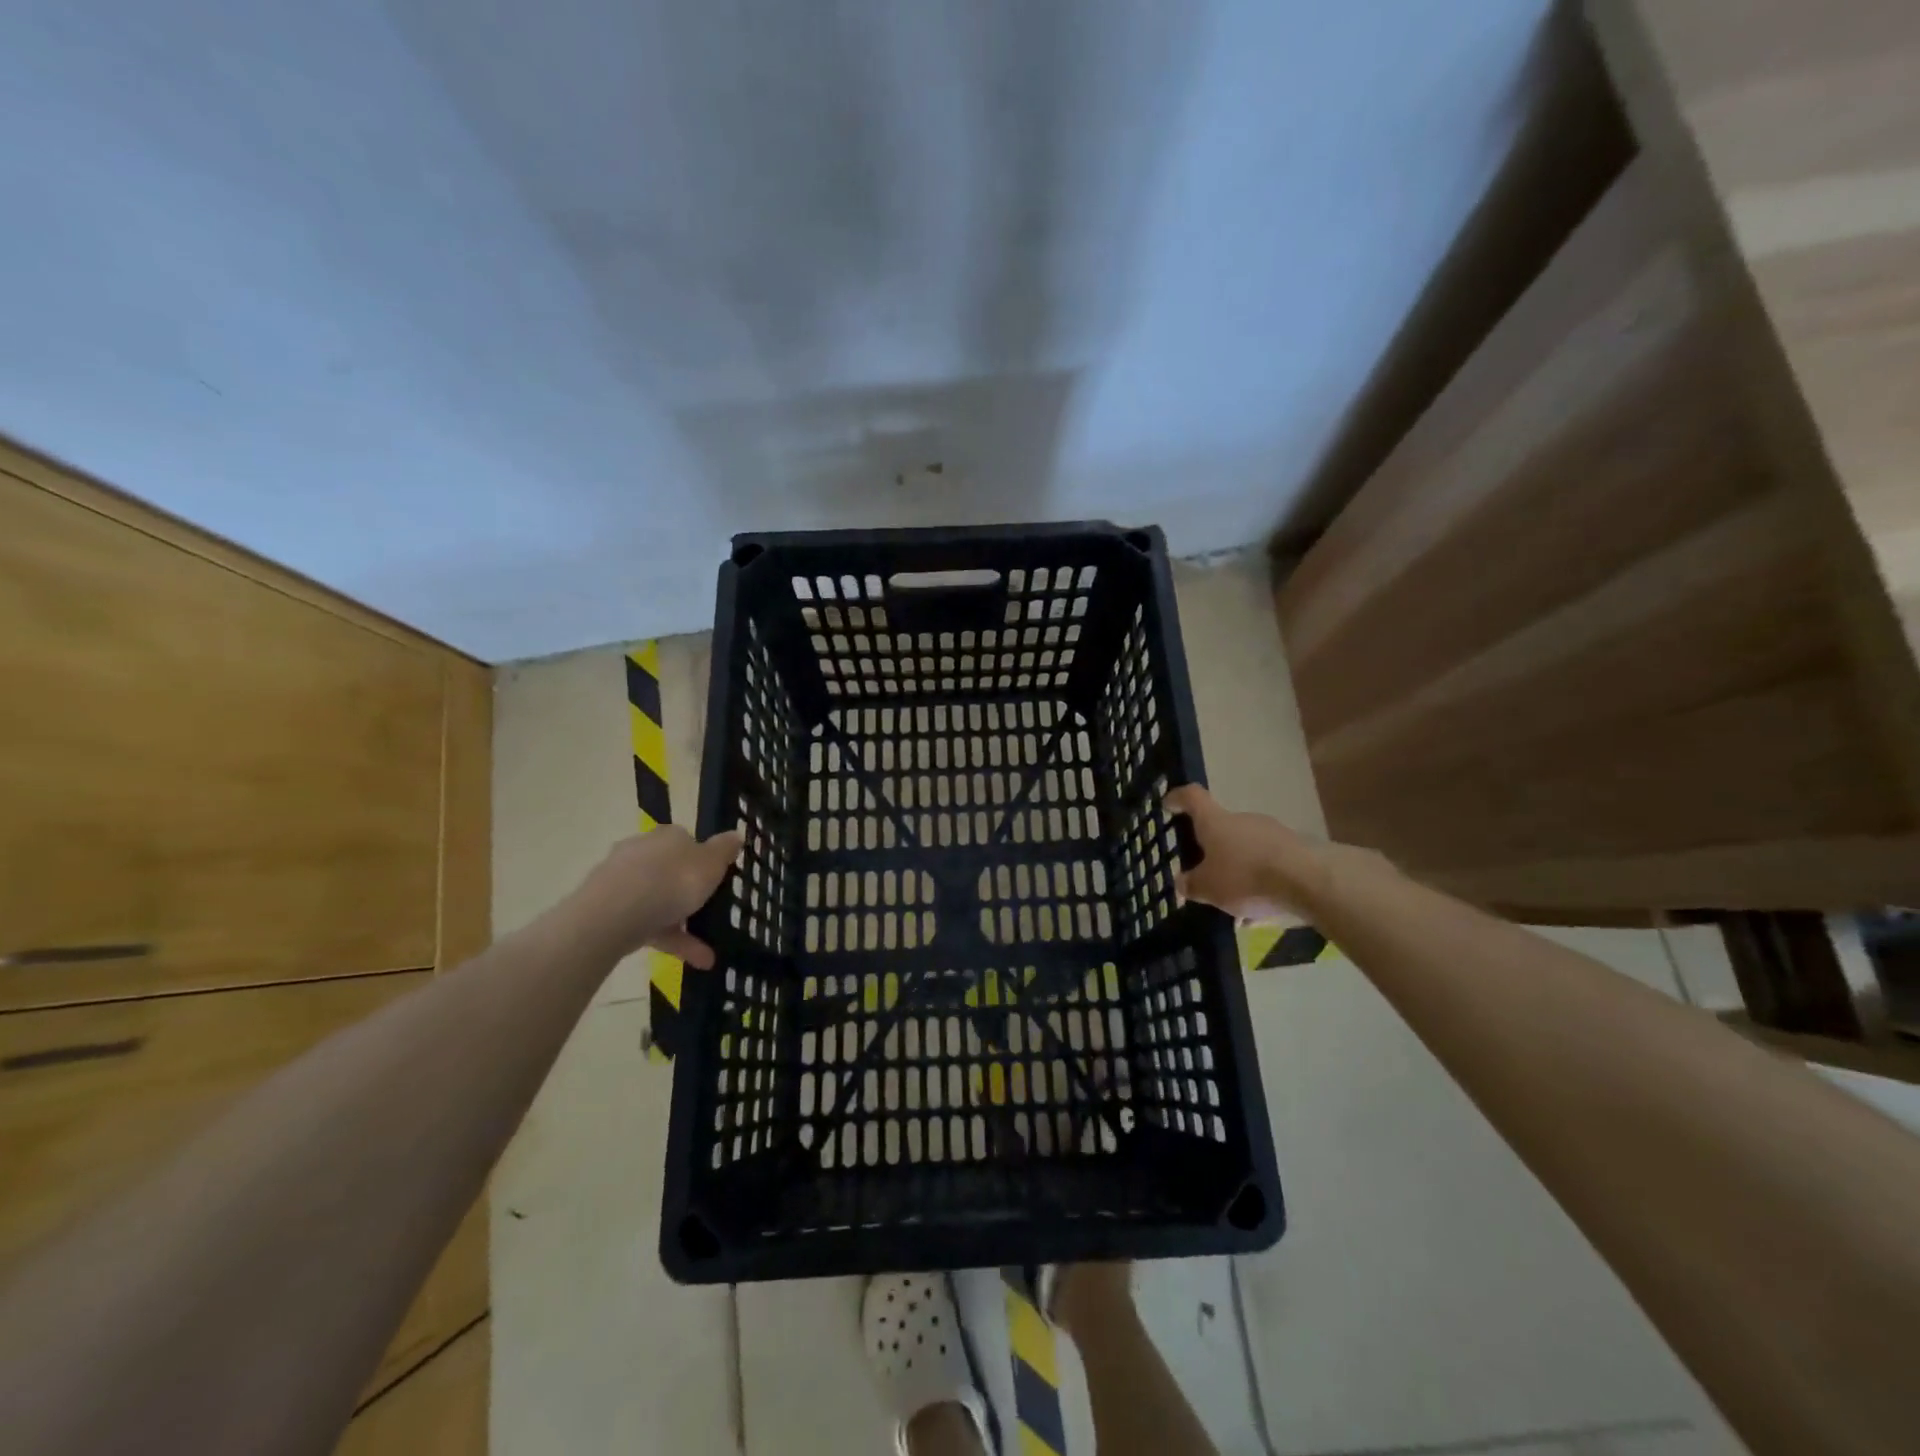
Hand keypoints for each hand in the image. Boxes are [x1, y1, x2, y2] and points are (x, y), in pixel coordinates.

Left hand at [561, 826, 742, 963]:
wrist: (613, 915)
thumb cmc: (672, 881)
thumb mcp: (711, 863)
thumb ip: (724, 850)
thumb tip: (735, 835)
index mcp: (667, 836)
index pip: (687, 841)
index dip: (703, 859)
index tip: (716, 879)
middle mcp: (642, 852)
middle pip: (670, 871)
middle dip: (689, 894)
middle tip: (710, 913)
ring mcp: (622, 881)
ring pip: (658, 902)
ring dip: (683, 925)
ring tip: (709, 953)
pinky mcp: (609, 911)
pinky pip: (647, 925)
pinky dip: (669, 941)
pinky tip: (696, 961)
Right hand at [1164, 784, 1327, 921]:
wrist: (1308, 881)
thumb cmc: (1246, 876)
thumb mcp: (1208, 888)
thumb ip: (1191, 885)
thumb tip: (1181, 882)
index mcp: (1215, 822)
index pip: (1192, 797)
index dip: (1178, 798)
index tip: (1169, 804)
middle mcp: (1242, 820)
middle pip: (1221, 827)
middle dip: (1212, 849)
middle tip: (1205, 873)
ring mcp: (1272, 833)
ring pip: (1246, 850)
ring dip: (1238, 871)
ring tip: (1234, 904)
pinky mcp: (1296, 851)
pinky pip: (1269, 865)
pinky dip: (1260, 884)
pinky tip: (1259, 912)